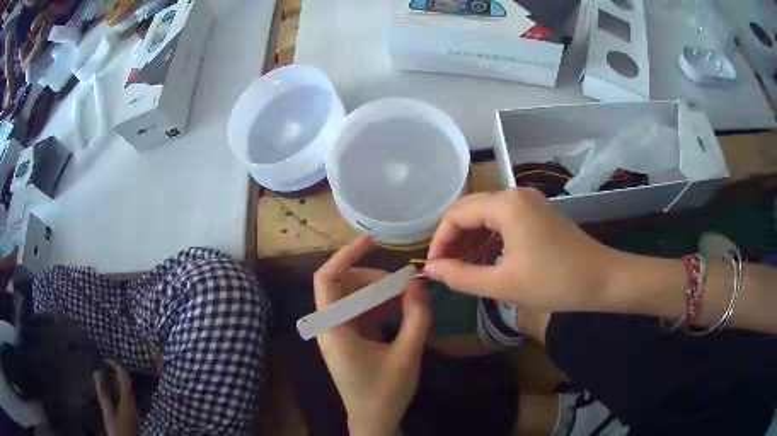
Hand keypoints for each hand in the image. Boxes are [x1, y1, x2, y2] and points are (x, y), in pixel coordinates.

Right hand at [94, 361, 139, 435]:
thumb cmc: (118, 431)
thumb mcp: (108, 412)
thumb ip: (103, 393)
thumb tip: (97, 373)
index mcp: (128, 402)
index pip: (126, 380)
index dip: (117, 368)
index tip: (107, 360)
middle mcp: (134, 406)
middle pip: (128, 385)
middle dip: (117, 375)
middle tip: (105, 368)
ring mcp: (135, 413)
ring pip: (128, 393)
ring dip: (118, 384)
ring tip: (106, 379)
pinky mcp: (133, 419)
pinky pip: (127, 401)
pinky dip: (120, 393)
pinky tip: (112, 395)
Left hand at [314, 236, 431, 435]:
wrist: (373, 421)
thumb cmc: (385, 393)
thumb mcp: (407, 355)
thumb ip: (417, 318)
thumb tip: (421, 283)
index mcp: (334, 328)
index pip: (327, 279)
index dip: (346, 255)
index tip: (372, 241)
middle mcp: (330, 326)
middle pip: (343, 285)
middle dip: (373, 278)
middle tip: (404, 284)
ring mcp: (339, 333)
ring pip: (353, 298)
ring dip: (379, 293)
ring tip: (408, 297)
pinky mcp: (349, 340)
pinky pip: (361, 313)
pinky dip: (380, 307)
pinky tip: (401, 311)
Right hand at [424, 189, 626, 311]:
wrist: (603, 279)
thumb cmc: (554, 282)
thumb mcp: (503, 284)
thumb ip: (460, 276)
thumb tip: (430, 270)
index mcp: (505, 205)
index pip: (455, 215)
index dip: (439, 241)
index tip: (434, 269)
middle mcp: (515, 194)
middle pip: (469, 209)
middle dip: (453, 238)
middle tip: (446, 268)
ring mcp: (529, 202)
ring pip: (486, 214)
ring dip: (470, 238)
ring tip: (463, 266)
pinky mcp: (539, 213)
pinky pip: (503, 219)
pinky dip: (489, 237)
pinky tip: (487, 258)